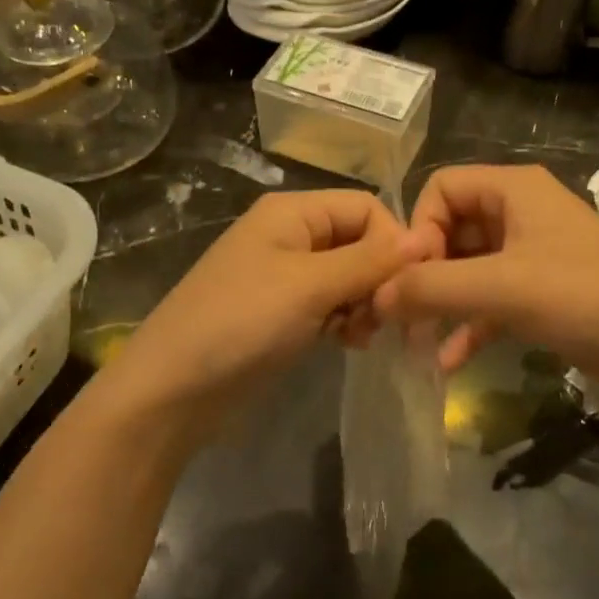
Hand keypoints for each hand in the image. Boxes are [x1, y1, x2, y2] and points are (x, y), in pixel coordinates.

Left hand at [89, 190, 419, 452]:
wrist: (172, 391)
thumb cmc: (241, 324)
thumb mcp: (310, 286)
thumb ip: (370, 261)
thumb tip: (426, 237)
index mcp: (292, 212)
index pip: (366, 207)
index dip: (393, 242)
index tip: (408, 286)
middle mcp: (290, 236)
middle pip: (360, 242)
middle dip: (380, 277)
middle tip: (384, 318)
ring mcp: (285, 277)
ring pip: (350, 277)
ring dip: (365, 303)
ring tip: (361, 335)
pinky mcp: (284, 313)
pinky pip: (331, 305)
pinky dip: (346, 320)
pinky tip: (348, 344)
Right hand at [374, 164, 598, 397]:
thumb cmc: (584, 300)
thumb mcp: (501, 288)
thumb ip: (431, 287)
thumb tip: (375, 295)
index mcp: (513, 188)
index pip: (440, 189)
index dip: (418, 229)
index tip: (411, 277)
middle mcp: (520, 211)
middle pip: (450, 229)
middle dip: (424, 272)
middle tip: (404, 315)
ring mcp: (531, 252)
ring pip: (468, 267)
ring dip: (442, 301)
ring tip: (416, 341)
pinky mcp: (541, 291)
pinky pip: (491, 298)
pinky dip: (469, 323)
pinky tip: (449, 360)